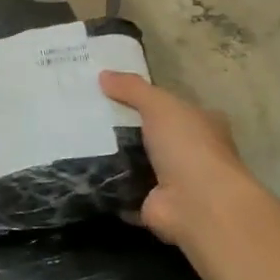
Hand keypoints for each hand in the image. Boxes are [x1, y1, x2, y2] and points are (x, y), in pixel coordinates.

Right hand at [100, 70, 258, 249]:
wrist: (197, 204)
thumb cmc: (188, 147)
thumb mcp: (160, 105)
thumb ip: (132, 89)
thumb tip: (103, 74)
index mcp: (202, 125)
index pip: (172, 108)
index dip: (145, 101)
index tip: (111, 95)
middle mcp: (191, 154)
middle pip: (152, 136)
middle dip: (123, 130)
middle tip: (86, 118)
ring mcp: (173, 182)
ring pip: (137, 165)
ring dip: (113, 159)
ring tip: (77, 143)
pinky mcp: (153, 206)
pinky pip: (124, 192)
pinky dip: (107, 187)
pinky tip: (82, 174)